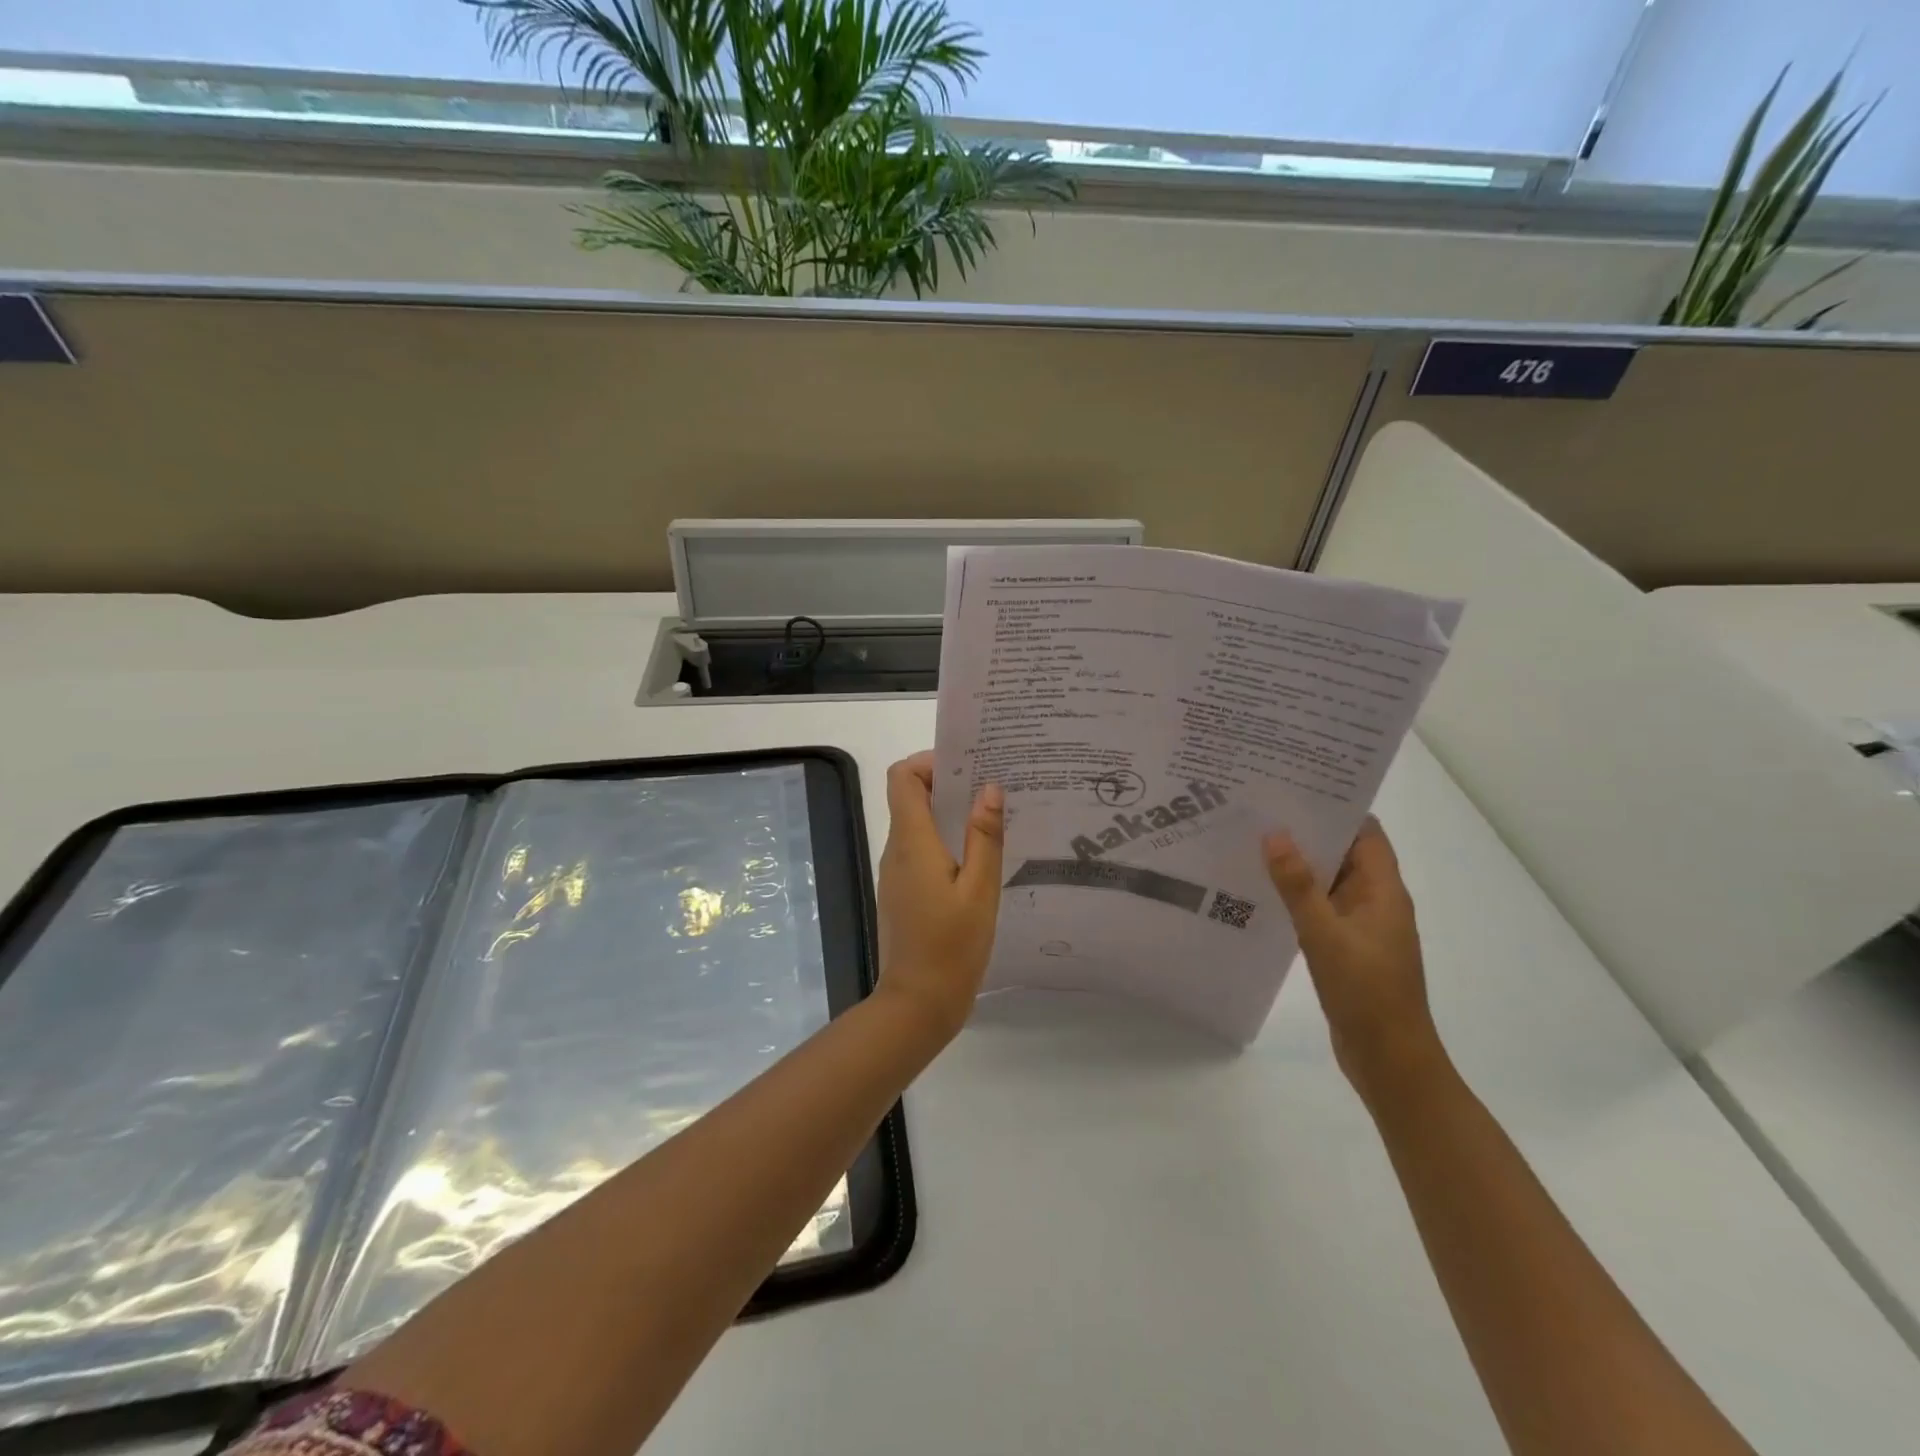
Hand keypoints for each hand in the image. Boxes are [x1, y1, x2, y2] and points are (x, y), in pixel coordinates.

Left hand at [876, 752, 1004, 1041]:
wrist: (917, 1004)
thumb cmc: (951, 946)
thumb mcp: (980, 890)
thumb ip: (985, 837)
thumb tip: (989, 787)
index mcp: (912, 842)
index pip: (903, 778)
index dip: (929, 762)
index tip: (967, 767)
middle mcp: (896, 850)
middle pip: (909, 797)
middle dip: (947, 783)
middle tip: (991, 787)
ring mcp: (896, 873)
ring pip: (916, 825)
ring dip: (948, 813)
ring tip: (992, 819)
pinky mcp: (902, 893)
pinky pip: (920, 851)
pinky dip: (945, 841)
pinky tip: (979, 859)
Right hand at [1263, 818, 1442, 1099]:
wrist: (1390, 1061)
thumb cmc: (1366, 993)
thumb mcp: (1325, 935)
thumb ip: (1298, 886)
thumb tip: (1274, 834)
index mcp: (1383, 890)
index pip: (1364, 832)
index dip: (1334, 807)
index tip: (1293, 787)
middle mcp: (1376, 901)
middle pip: (1343, 853)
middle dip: (1306, 832)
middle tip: (1259, 810)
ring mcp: (1361, 926)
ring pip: (1328, 882)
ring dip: (1298, 865)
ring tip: (1251, 842)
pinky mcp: (1346, 948)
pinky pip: (1319, 909)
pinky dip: (1296, 896)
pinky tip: (1261, 892)